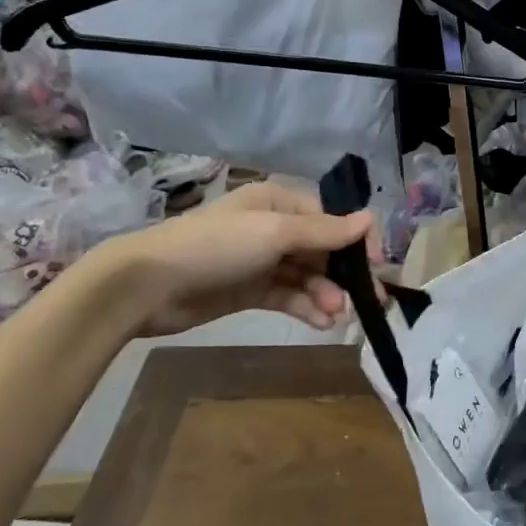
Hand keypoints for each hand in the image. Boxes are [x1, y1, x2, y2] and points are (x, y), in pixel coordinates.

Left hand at [97, 182, 375, 338]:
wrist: (148, 285)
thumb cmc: (216, 246)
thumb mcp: (275, 233)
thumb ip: (325, 231)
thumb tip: (371, 218)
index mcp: (278, 203)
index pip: (329, 220)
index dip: (355, 242)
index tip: (377, 265)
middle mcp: (273, 228)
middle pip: (321, 250)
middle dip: (344, 275)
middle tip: (371, 301)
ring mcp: (260, 261)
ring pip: (307, 277)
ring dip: (325, 295)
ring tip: (337, 315)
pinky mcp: (249, 291)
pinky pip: (288, 296)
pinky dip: (306, 308)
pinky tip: (321, 323)